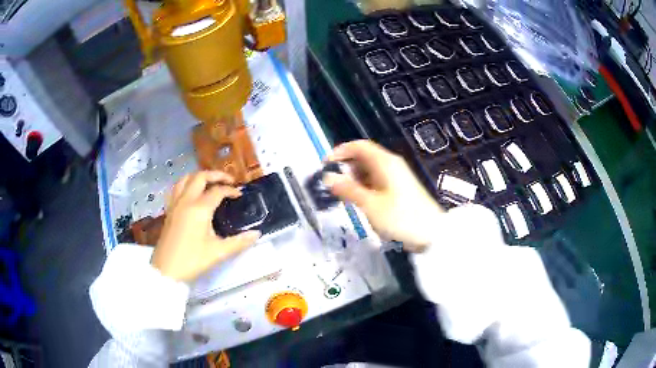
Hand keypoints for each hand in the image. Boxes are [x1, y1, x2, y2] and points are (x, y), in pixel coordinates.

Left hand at [151, 171, 260, 281]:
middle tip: (228, 181)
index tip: (240, 194)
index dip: (231, 190)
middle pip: (200, 177)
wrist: (167, 270)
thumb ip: (239, 242)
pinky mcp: (169, 210)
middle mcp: (186, 200)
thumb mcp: (218, 252)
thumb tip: (257, 234)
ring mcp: (175, 204)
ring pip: (186, 179)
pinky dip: (186, 184)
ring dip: (199, 177)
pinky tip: (191, 194)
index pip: (218, 191)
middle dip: (216, 175)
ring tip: (209, 183)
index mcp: (200, 208)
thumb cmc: (193, 260)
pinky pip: (176, 188)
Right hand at [324, 140, 442, 250]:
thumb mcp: (370, 204)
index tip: (325, 164)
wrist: (431, 233)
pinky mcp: (400, 188)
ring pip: (370, 170)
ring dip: (355, 179)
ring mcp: (397, 176)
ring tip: (344, 195)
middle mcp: (391, 164)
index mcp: (385, 162)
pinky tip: (360, 201)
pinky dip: (365, 187)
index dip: (340, 151)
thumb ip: (348, 189)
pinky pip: (377, 181)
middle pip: (364, 157)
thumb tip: (328, 177)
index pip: (359, 146)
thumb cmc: (400, 217)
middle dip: (346, 167)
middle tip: (333, 184)